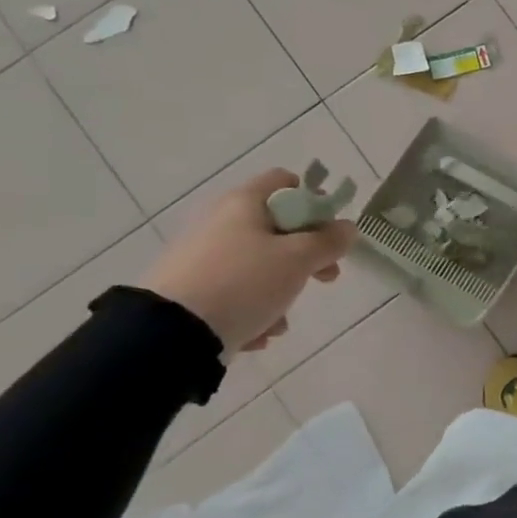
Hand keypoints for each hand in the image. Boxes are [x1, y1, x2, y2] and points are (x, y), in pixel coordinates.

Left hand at [139, 169, 356, 354]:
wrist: (169, 335)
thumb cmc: (244, 283)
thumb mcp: (298, 260)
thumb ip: (329, 242)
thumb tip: (347, 228)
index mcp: (243, 203)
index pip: (285, 181)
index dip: (314, 201)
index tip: (330, 231)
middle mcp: (219, 222)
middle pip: (276, 228)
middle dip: (306, 255)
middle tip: (326, 276)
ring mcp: (201, 257)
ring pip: (258, 265)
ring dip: (280, 290)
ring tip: (282, 320)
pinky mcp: (189, 290)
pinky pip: (234, 292)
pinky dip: (252, 310)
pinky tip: (258, 333)